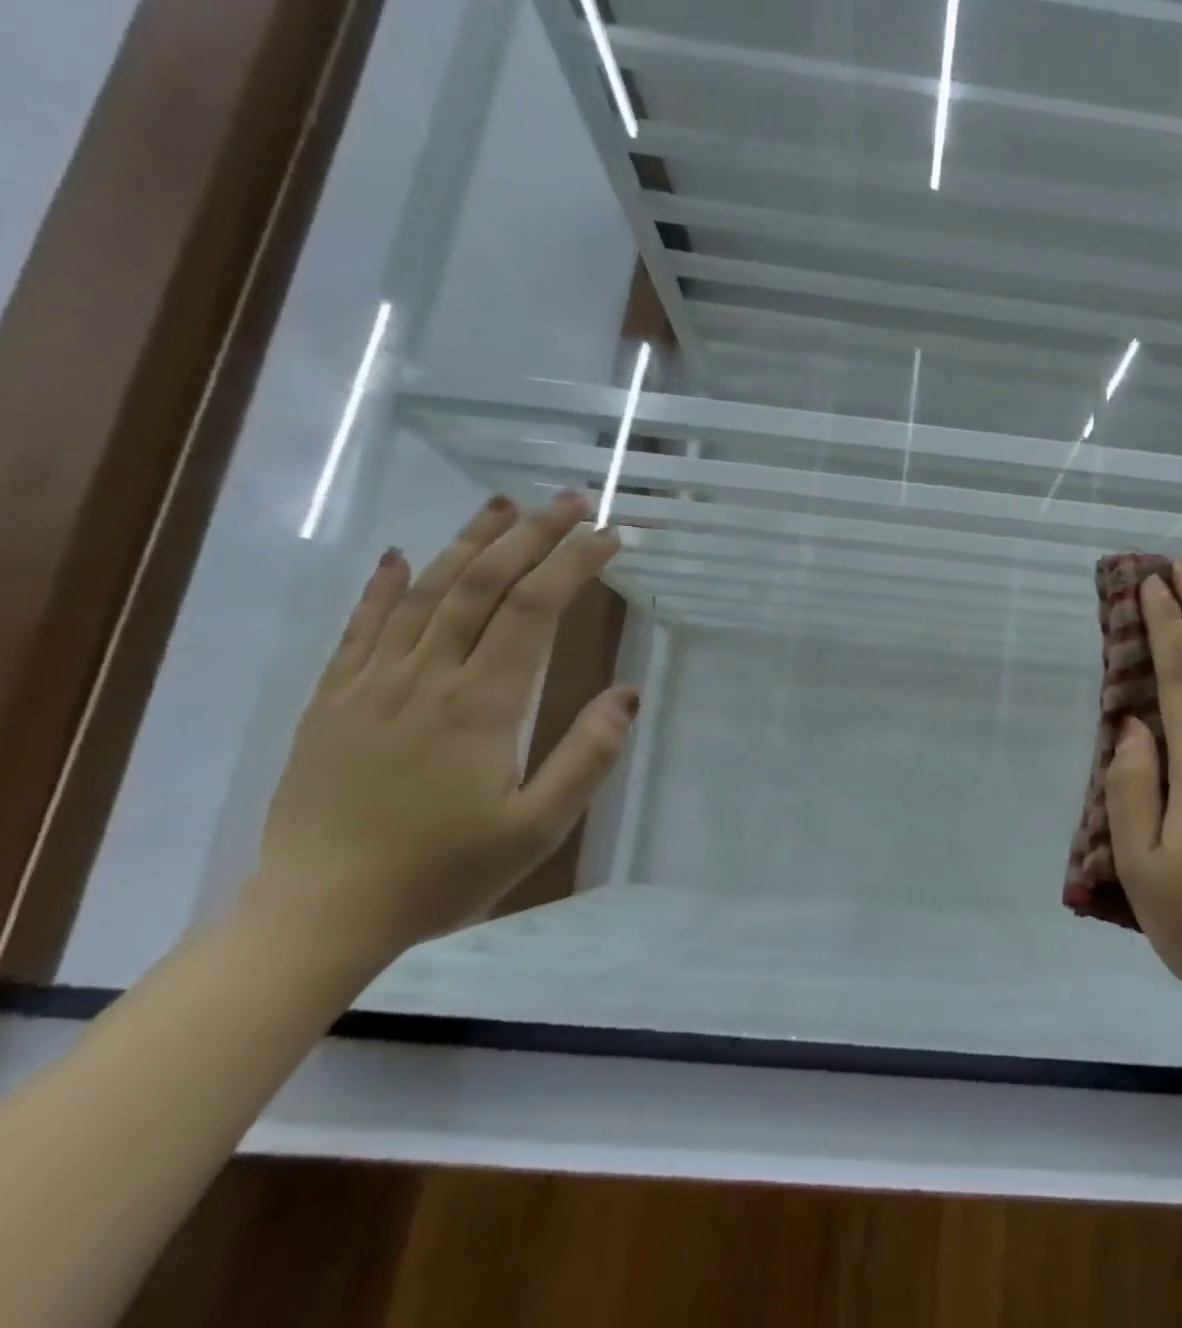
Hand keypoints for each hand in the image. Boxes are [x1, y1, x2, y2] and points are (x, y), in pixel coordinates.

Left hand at [245, 492, 636, 963]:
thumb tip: (628, 693)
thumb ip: (587, 757)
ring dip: (469, 542)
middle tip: (571, 501)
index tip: (610, 536)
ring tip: (503, 504)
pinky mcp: (333, 700)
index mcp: (481, 706)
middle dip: (532, 534)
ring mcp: (371, 683)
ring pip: (425, 592)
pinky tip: (400, 555)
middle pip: (482, 584)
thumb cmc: (442, 871)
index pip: (534, 610)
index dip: (574, 564)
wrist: (318, 915)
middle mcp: (426, 678)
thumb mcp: (537, 828)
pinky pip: (360, 627)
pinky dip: (383, 585)